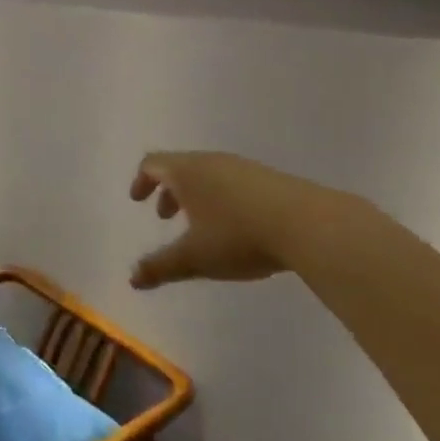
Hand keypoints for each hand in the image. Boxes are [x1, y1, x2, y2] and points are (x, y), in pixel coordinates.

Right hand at [128, 151, 374, 288]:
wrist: (307, 224)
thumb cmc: (238, 236)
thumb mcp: (195, 257)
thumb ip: (161, 266)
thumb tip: (132, 278)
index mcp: (187, 172)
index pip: (153, 164)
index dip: (141, 180)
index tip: (138, 201)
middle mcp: (211, 162)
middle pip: (180, 167)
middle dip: (169, 191)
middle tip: (167, 217)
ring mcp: (243, 168)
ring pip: (208, 174)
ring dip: (196, 196)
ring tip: (202, 227)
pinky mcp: (269, 179)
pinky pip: (233, 182)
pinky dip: (221, 198)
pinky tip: (237, 227)